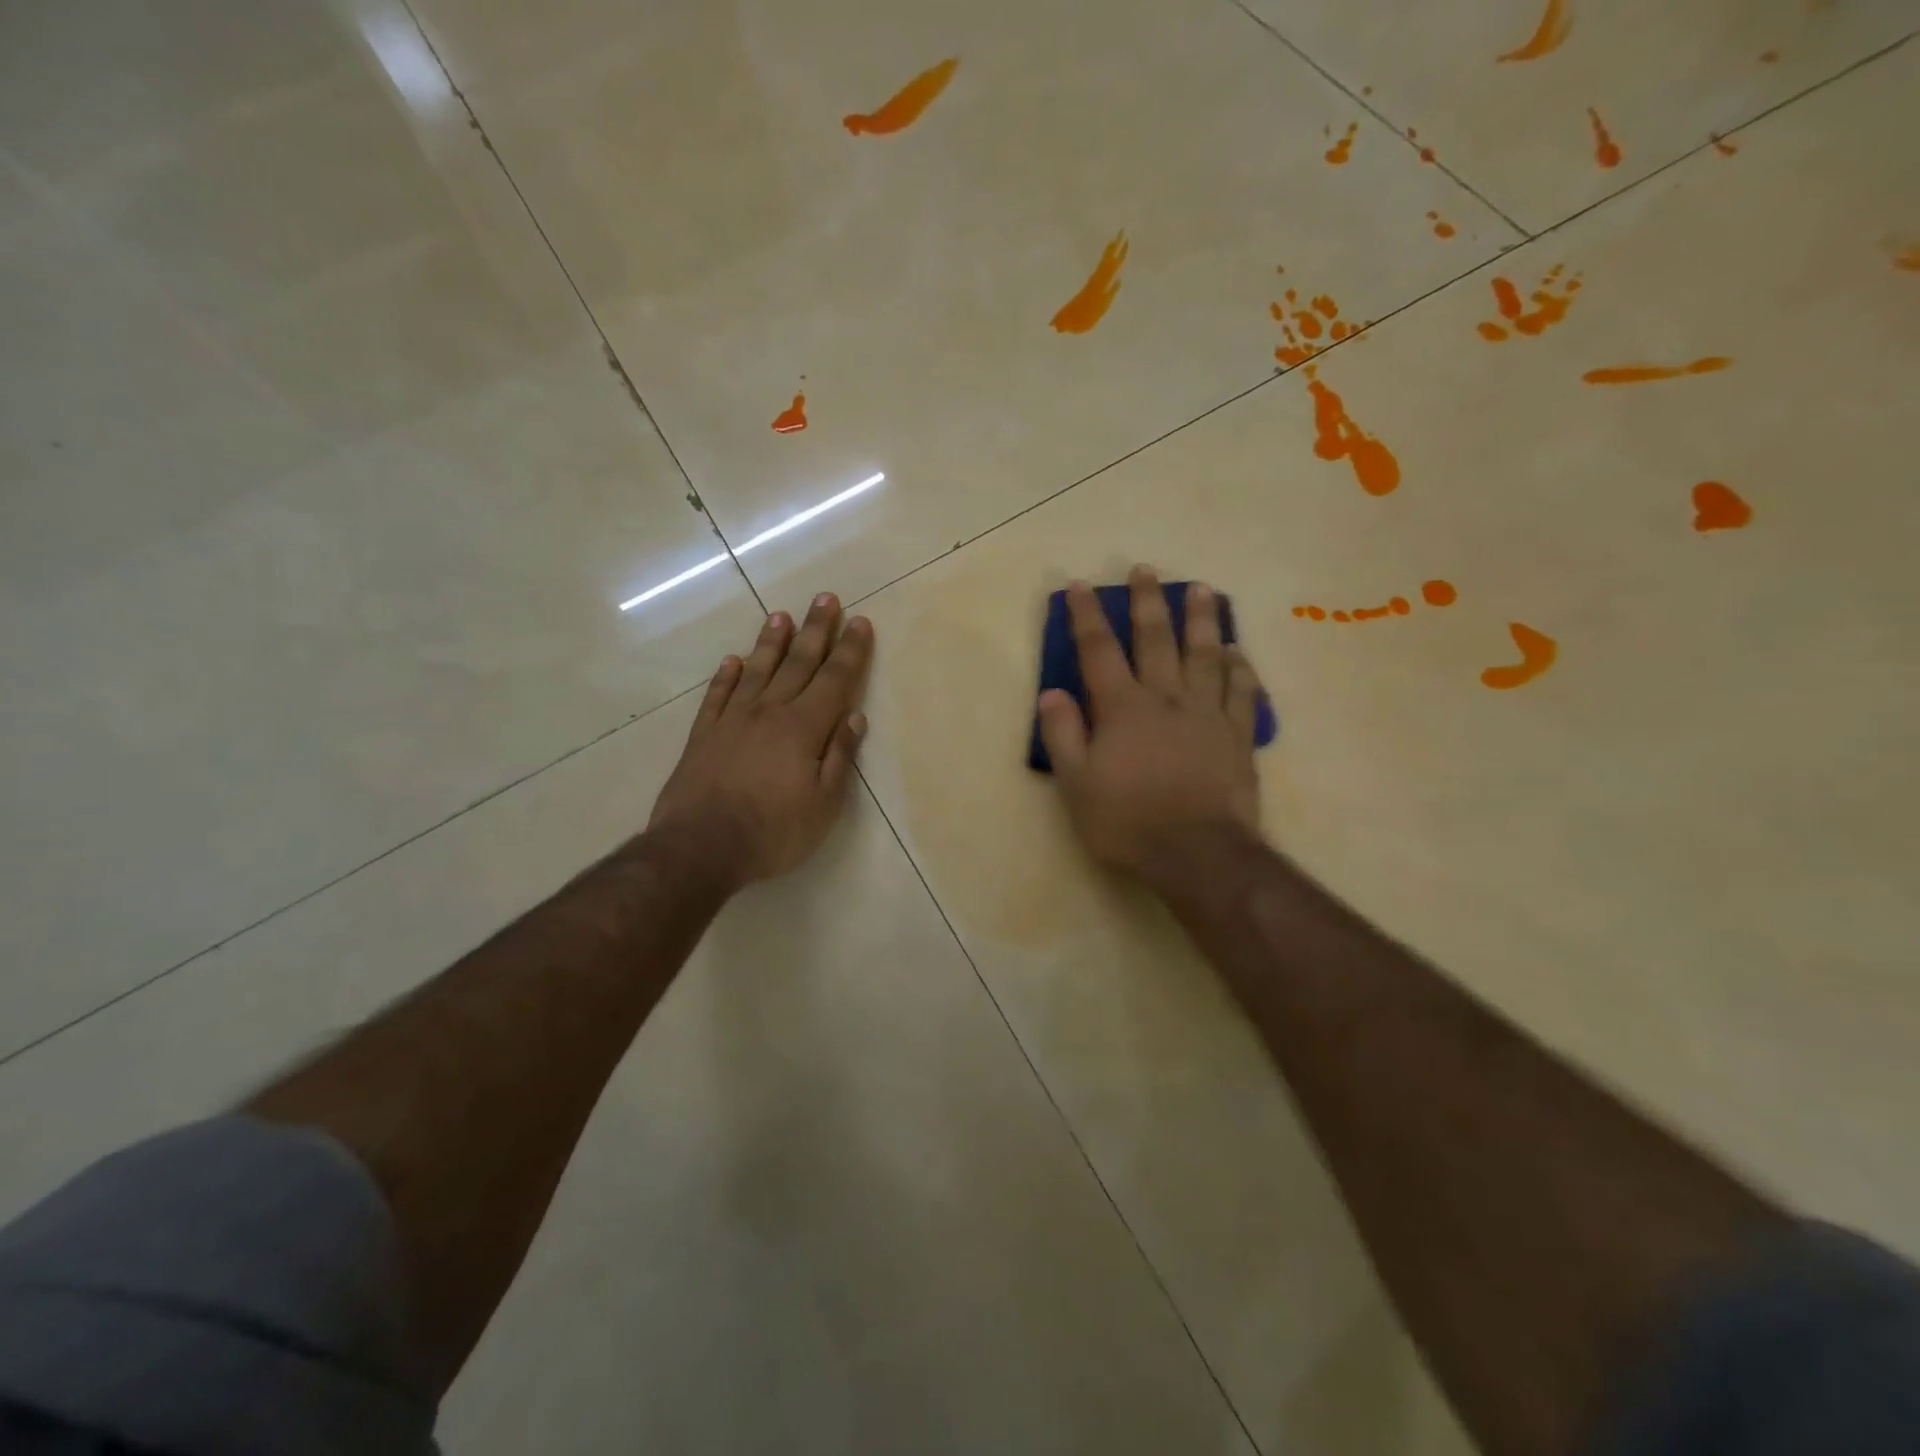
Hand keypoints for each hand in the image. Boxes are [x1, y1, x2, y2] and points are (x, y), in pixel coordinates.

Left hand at [649, 595, 873, 886]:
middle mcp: (769, 712)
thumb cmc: (773, 832)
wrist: (700, 847)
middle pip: (798, 663)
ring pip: (757, 670)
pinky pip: (718, 695)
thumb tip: (854, 718)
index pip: (834, 680)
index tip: (860, 622)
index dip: (850, 651)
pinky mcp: (703, 734)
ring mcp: (732, 720)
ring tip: (781, 615)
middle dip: (816, 630)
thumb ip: (839, 757)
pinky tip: (733, 660)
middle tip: (825, 598)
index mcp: (804, 728)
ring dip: (771, 641)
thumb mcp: (823, 805)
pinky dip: (727, 675)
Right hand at [1037, 567, 1264, 887]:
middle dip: (1148, 602)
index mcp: (1123, 708)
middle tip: (1146, 570)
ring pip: (1205, 655)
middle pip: (1156, 639)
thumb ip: (1063, 734)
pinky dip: (1240, 668)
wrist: (1197, 854)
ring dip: (1202, 620)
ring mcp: (1207, 714)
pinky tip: (1238, 652)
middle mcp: (1166, 698)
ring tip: (1203, 590)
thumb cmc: (1128, 822)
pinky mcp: (1237, 735)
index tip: (1080, 586)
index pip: (1099, 651)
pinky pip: (1242, 692)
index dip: (1087, 617)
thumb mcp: (1077, 785)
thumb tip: (1051, 692)